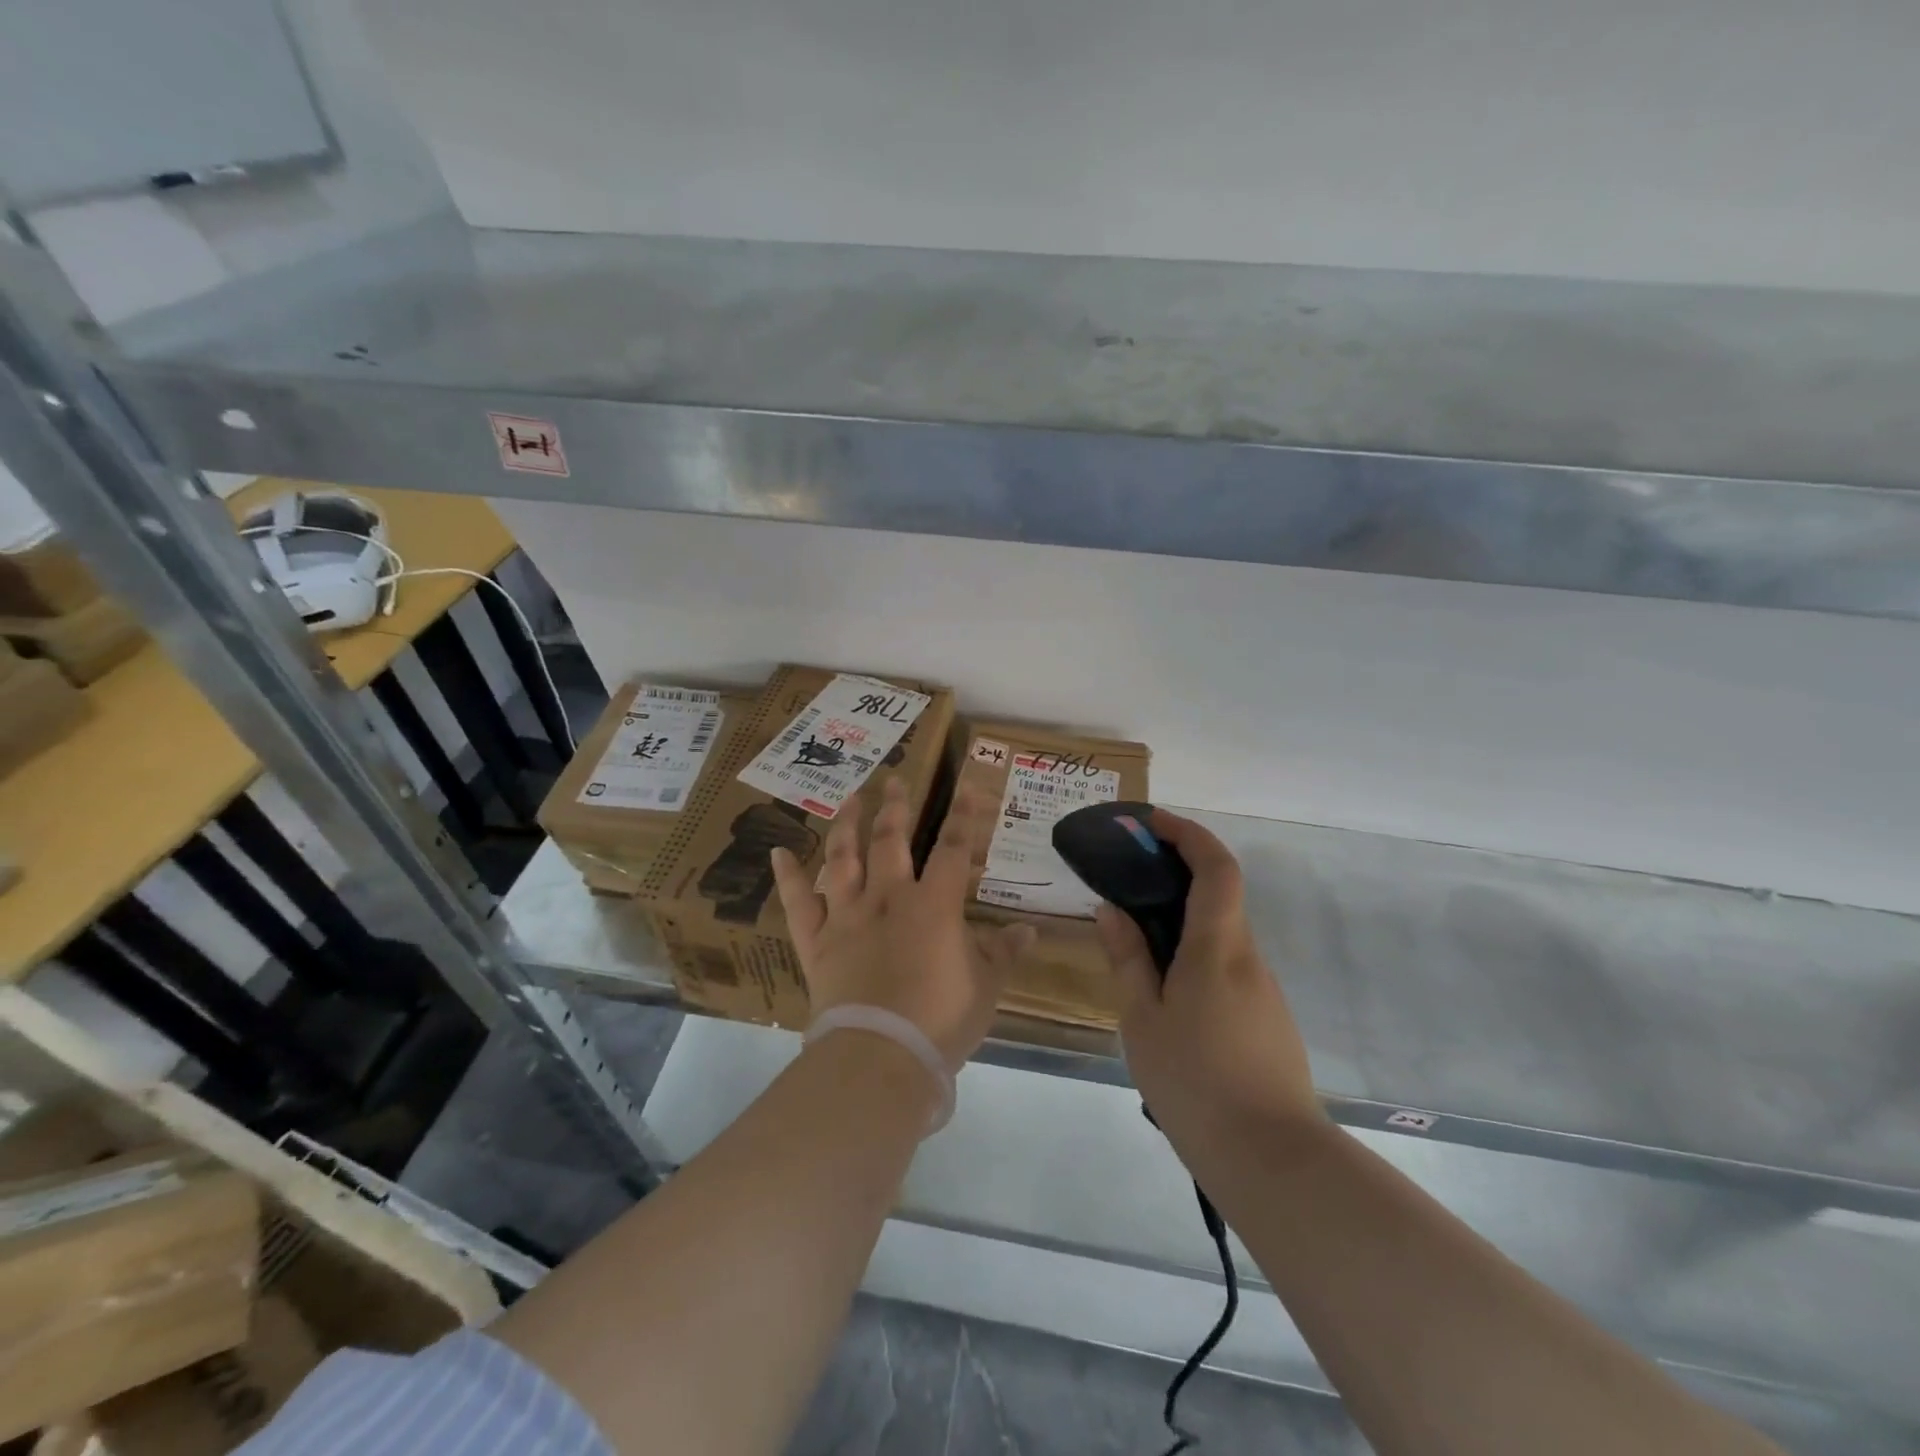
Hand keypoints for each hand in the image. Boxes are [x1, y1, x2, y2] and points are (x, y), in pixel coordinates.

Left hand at [771, 779, 1035, 1070]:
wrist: (880, 1057)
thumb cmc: (941, 1021)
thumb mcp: (985, 987)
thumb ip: (1004, 952)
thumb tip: (1029, 930)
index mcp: (933, 906)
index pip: (953, 848)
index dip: (963, 815)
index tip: (965, 785)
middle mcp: (888, 899)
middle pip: (891, 841)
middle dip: (895, 808)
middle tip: (894, 779)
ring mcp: (847, 918)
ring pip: (843, 859)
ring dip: (846, 826)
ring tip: (849, 799)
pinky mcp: (817, 943)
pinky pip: (797, 904)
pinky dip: (788, 877)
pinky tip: (779, 852)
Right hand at [1095, 809, 1323, 1143]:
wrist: (1273, 1161)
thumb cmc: (1195, 1084)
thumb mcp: (1143, 1021)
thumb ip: (1128, 959)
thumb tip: (1112, 909)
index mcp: (1217, 949)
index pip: (1216, 868)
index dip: (1188, 834)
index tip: (1151, 822)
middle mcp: (1247, 958)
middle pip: (1220, 896)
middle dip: (1177, 873)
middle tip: (1128, 879)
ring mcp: (1264, 990)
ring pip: (1221, 935)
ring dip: (1183, 920)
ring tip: (1136, 943)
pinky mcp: (1268, 1019)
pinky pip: (1228, 967)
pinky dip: (1196, 954)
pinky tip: (1167, 993)